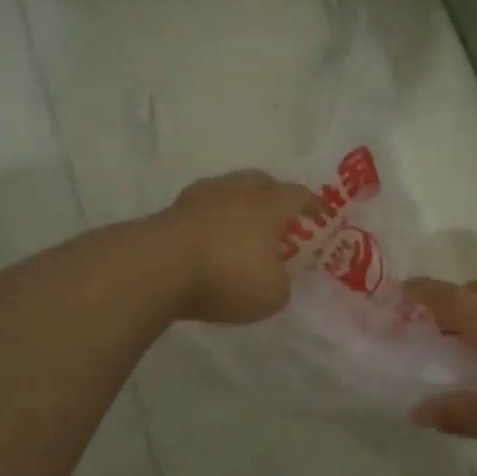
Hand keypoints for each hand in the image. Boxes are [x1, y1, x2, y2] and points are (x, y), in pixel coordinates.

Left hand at [155, 170, 315, 324]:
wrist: (156, 268)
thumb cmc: (226, 275)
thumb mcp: (271, 294)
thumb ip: (281, 283)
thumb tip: (275, 276)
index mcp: (268, 205)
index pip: (298, 195)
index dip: (313, 205)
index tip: (320, 215)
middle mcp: (236, 192)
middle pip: (260, 181)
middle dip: (273, 194)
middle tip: (279, 213)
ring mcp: (199, 199)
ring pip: (226, 190)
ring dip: (238, 204)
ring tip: (241, 226)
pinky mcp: (169, 213)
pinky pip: (201, 210)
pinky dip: (210, 220)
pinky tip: (210, 238)